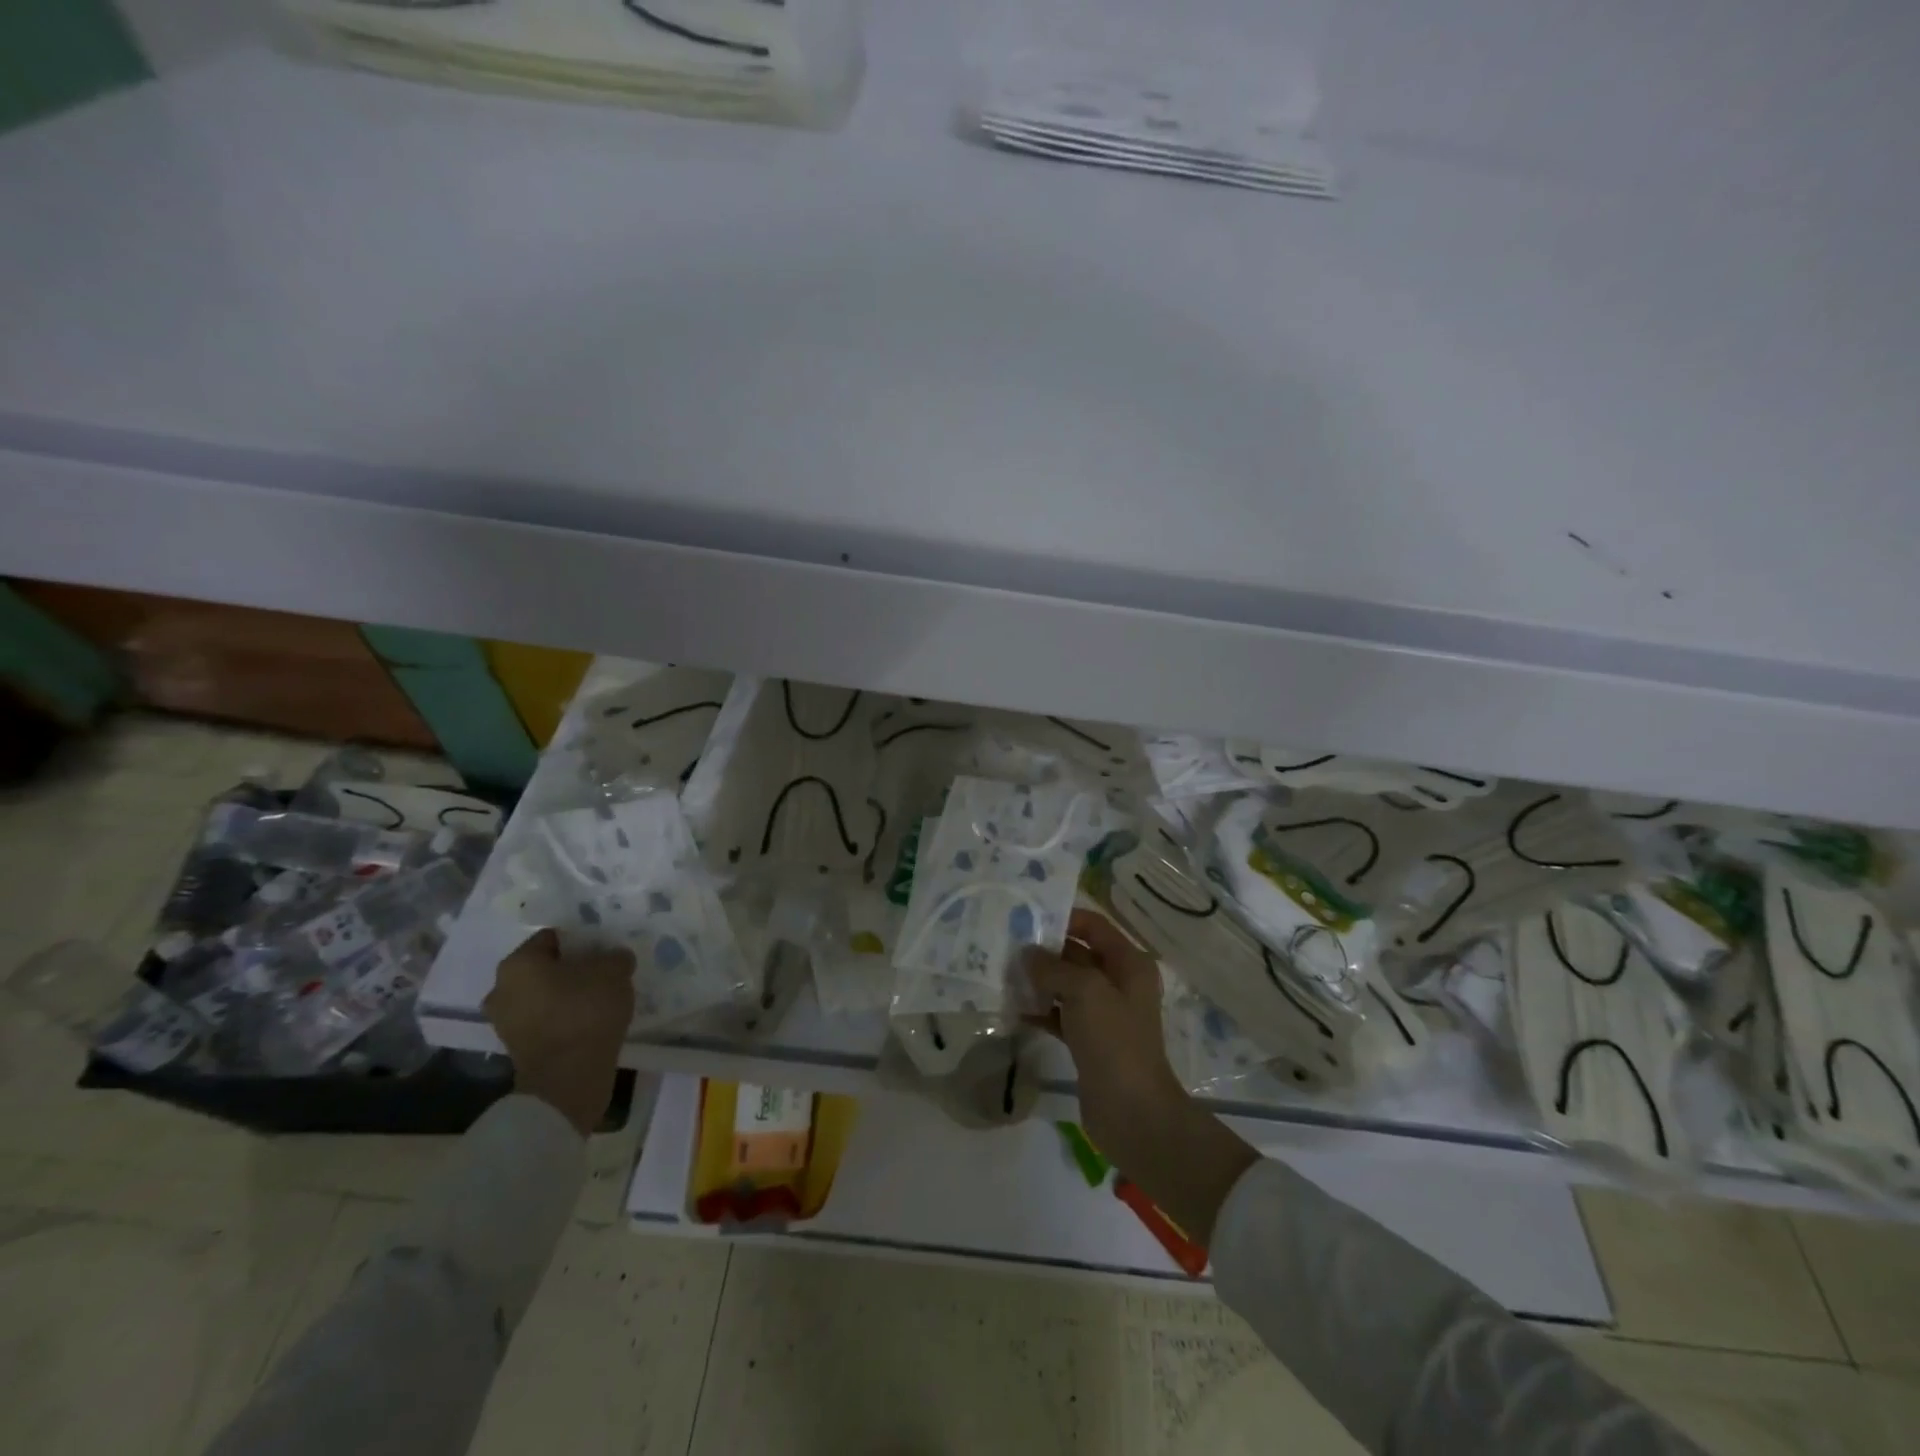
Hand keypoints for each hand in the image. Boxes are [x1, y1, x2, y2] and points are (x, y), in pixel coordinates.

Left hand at [484, 930, 634, 1136]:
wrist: (567, 1080)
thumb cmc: (585, 1013)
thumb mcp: (614, 971)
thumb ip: (615, 957)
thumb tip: (614, 959)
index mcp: (518, 963)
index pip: (553, 937)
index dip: (582, 939)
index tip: (604, 949)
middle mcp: (502, 989)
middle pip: (545, 968)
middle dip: (572, 968)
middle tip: (603, 972)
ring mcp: (505, 1022)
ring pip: (544, 995)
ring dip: (567, 995)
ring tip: (600, 998)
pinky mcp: (517, 1048)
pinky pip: (545, 1021)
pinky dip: (564, 1019)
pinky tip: (590, 1022)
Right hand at [1022, 909, 1188, 1171]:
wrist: (1133, 1112)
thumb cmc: (1114, 1041)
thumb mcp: (1085, 992)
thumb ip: (1054, 967)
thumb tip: (1027, 954)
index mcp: (1129, 964)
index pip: (1094, 926)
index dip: (1064, 917)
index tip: (1027, 916)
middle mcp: (1119, 983)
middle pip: (1078, 954)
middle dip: (1045, 950)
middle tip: (1006, 945)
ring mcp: (1104, 1013)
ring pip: (1066, 985)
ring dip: (1039, 981)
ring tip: (1003, 974)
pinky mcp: (1089, 1040)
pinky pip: (1060, 1014)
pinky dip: (1040, 1010)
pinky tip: (1013, 1009)